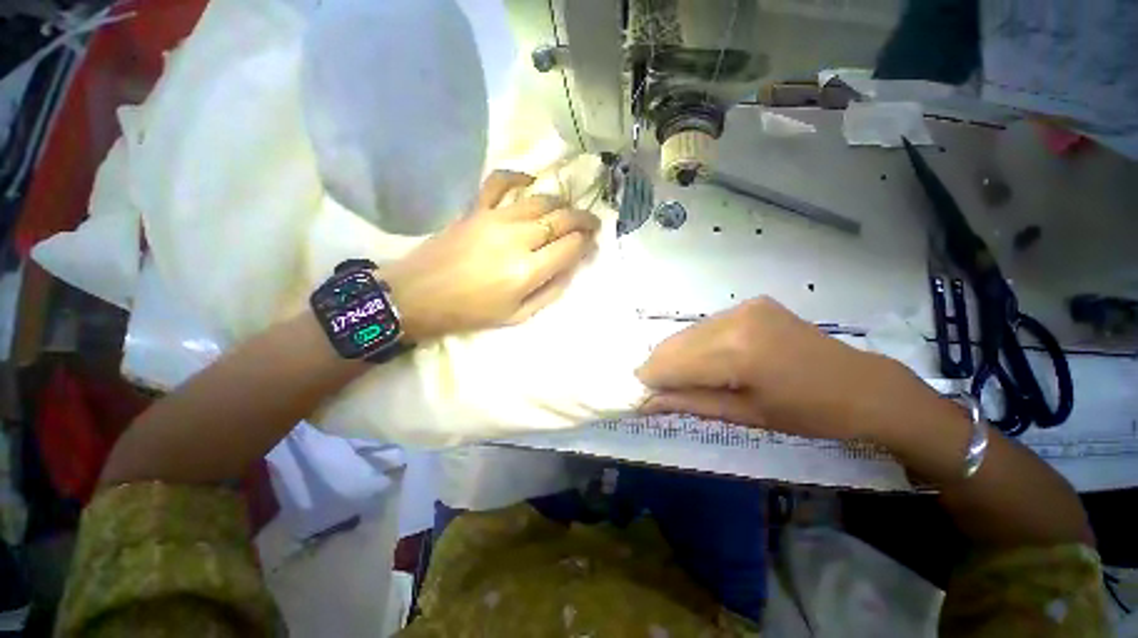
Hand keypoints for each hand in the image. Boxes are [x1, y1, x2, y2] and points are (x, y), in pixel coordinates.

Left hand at [382, 171, 599, 340]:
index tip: (592, 244)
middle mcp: (516, 239)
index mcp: (527, 271)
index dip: (586, 244)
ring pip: (540, 200)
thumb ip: (550, 291)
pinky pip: (500, 182)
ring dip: (561, 204)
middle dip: (583, 220)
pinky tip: (530, 180)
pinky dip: (518, 177)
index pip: (570, 247)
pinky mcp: (475, 209)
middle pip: (561, 220)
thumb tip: (571, 268)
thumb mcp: (518, 315)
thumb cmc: (470, 312)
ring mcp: (494, 219)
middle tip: (592, 224)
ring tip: (568, 211)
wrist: (418, 296)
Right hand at [636, 297, 930, 440]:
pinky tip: (705, 361)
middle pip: (675, 344)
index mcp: (738, 353)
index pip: (672, 363)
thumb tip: (647, 402)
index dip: (651, 379)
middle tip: (657, 390)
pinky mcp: (750, 304)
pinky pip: (707, 326)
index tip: (640, 395)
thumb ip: (689, 403)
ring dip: (677, 355)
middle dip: (660, 367)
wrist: (862, 385)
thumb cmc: (808, 413)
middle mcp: (735, 320)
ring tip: (681, 378)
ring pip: (688, 333)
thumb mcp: (745, 415)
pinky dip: (696, 344)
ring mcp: (743, 307)